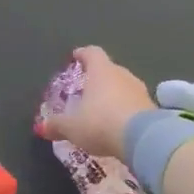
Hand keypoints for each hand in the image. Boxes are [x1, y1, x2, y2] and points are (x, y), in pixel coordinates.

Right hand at [36, 45, 155, 158]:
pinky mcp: (152, 108)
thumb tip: (41, 127)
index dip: (83, 54)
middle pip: (109, 69)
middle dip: (98, 77)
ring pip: (123, 86)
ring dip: (113, 94)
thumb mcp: (72, 127)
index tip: (76, 57)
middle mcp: (122, 75)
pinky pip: (134, 103)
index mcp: (101, 71)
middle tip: (86, 88)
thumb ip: (57, 125)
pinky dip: (125, 109)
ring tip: (102, 108)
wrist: (143, 139)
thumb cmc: (100, 123)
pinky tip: (118, 123)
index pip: (92, 53)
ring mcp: (140, 90)